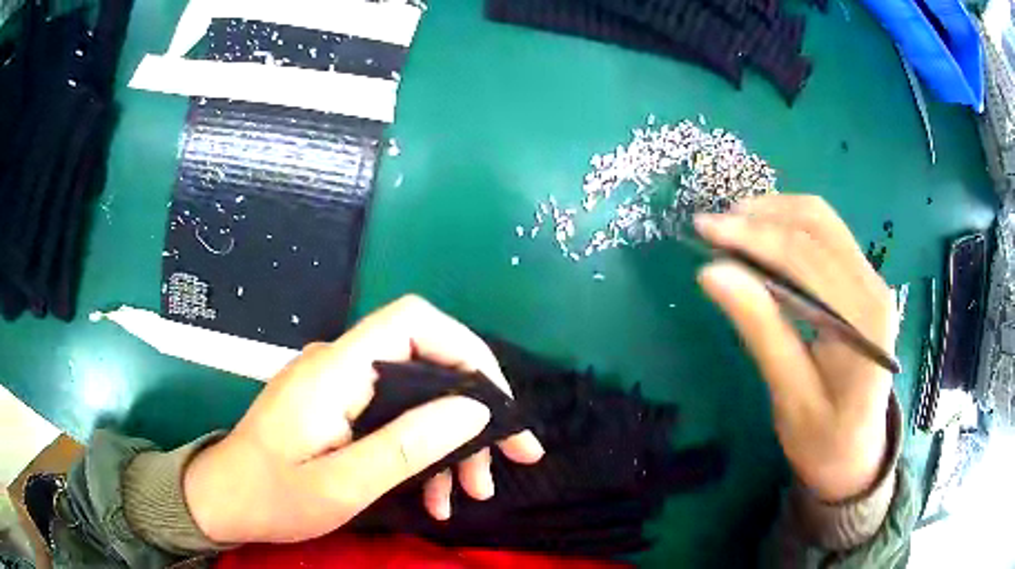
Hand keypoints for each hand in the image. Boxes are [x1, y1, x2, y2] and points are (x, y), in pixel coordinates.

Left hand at [183, 296, 544, 543]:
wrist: (224, 500)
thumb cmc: (273, 496)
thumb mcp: (342, 484)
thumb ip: (406, 446)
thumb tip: (473, 410)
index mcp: (335, 370)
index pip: (412, 322)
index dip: (465, 350)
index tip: (499, 403)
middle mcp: (340, 365)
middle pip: (424, 362)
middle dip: (473, 410)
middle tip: (511, 457)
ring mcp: (339, 386)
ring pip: (415, 396)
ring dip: (452, 441)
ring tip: (472, 491)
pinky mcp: (339, 407)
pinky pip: (394, 416)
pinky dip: (422, 450)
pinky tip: (435, 493)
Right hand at [694, 195, 897, 501]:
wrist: (858, 456)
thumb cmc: (824, 440)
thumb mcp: (790, 396)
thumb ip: (760, 330)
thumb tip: (713, 273)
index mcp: (862, 318)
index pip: (805, 255)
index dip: (753, 235)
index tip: (704, 229)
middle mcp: (873, 286)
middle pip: (816, 223)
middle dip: (761, 216)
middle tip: (711, 227)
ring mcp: (871, 281)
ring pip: (822, 221)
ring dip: (775, 214)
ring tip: (732, 227)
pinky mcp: (862, 284)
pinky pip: (827, 237)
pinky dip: (790, 228)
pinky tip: (763, 239)